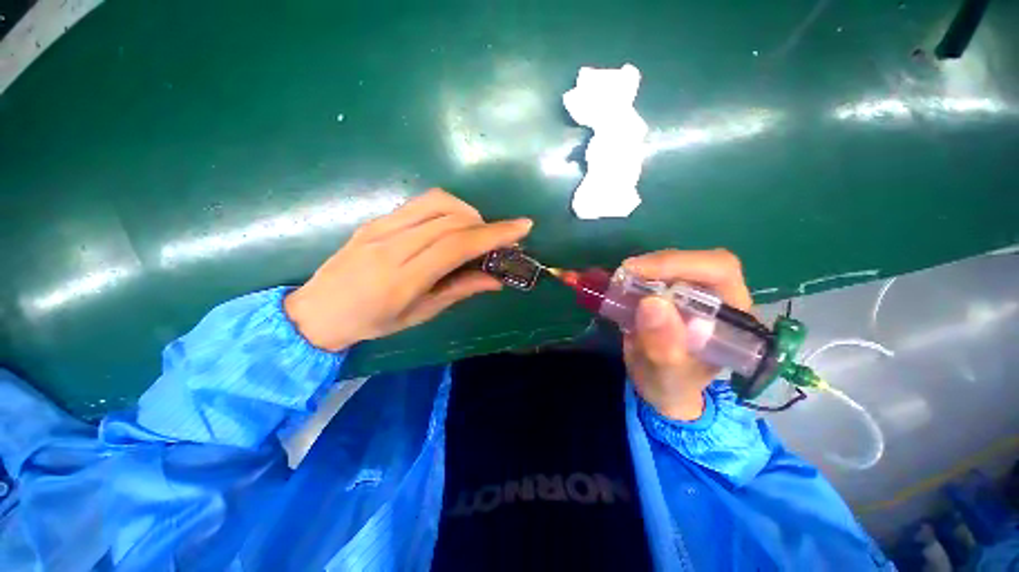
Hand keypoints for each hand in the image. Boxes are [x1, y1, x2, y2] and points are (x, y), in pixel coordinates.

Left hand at [284, 189, 532, 350]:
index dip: (493, 234)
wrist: (317, 310)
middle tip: (500, 238)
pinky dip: (448, 208)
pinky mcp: (377, 218)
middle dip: (486, 224)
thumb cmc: (371, 322)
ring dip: (467, 212)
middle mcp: (392, 244)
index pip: (456, 245)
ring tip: (476, 232)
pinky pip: (421, 203)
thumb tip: (496, 279)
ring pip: (437, 202)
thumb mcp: (419, 315)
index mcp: (403, 278)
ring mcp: (381, 226)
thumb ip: (459, 291)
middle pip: (451, 218)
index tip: (522, 227)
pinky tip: (452, 226)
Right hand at [621, 249, 752, 420]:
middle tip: (623, 276)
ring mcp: (694, 292)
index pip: (719, 270)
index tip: (638, 272)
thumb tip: (651, 302)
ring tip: (619, 284)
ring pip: (672, 264)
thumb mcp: (666, 377)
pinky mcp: (671, 292)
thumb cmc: (672, 386)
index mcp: (732, 317)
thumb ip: (663, 349)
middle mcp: (718, 297)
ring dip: (643, 270)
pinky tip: (621, 287)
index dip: (680, 263)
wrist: (661, 387)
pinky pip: (655, 274)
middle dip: (657, 265)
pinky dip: (635, 276)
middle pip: (694, 261)